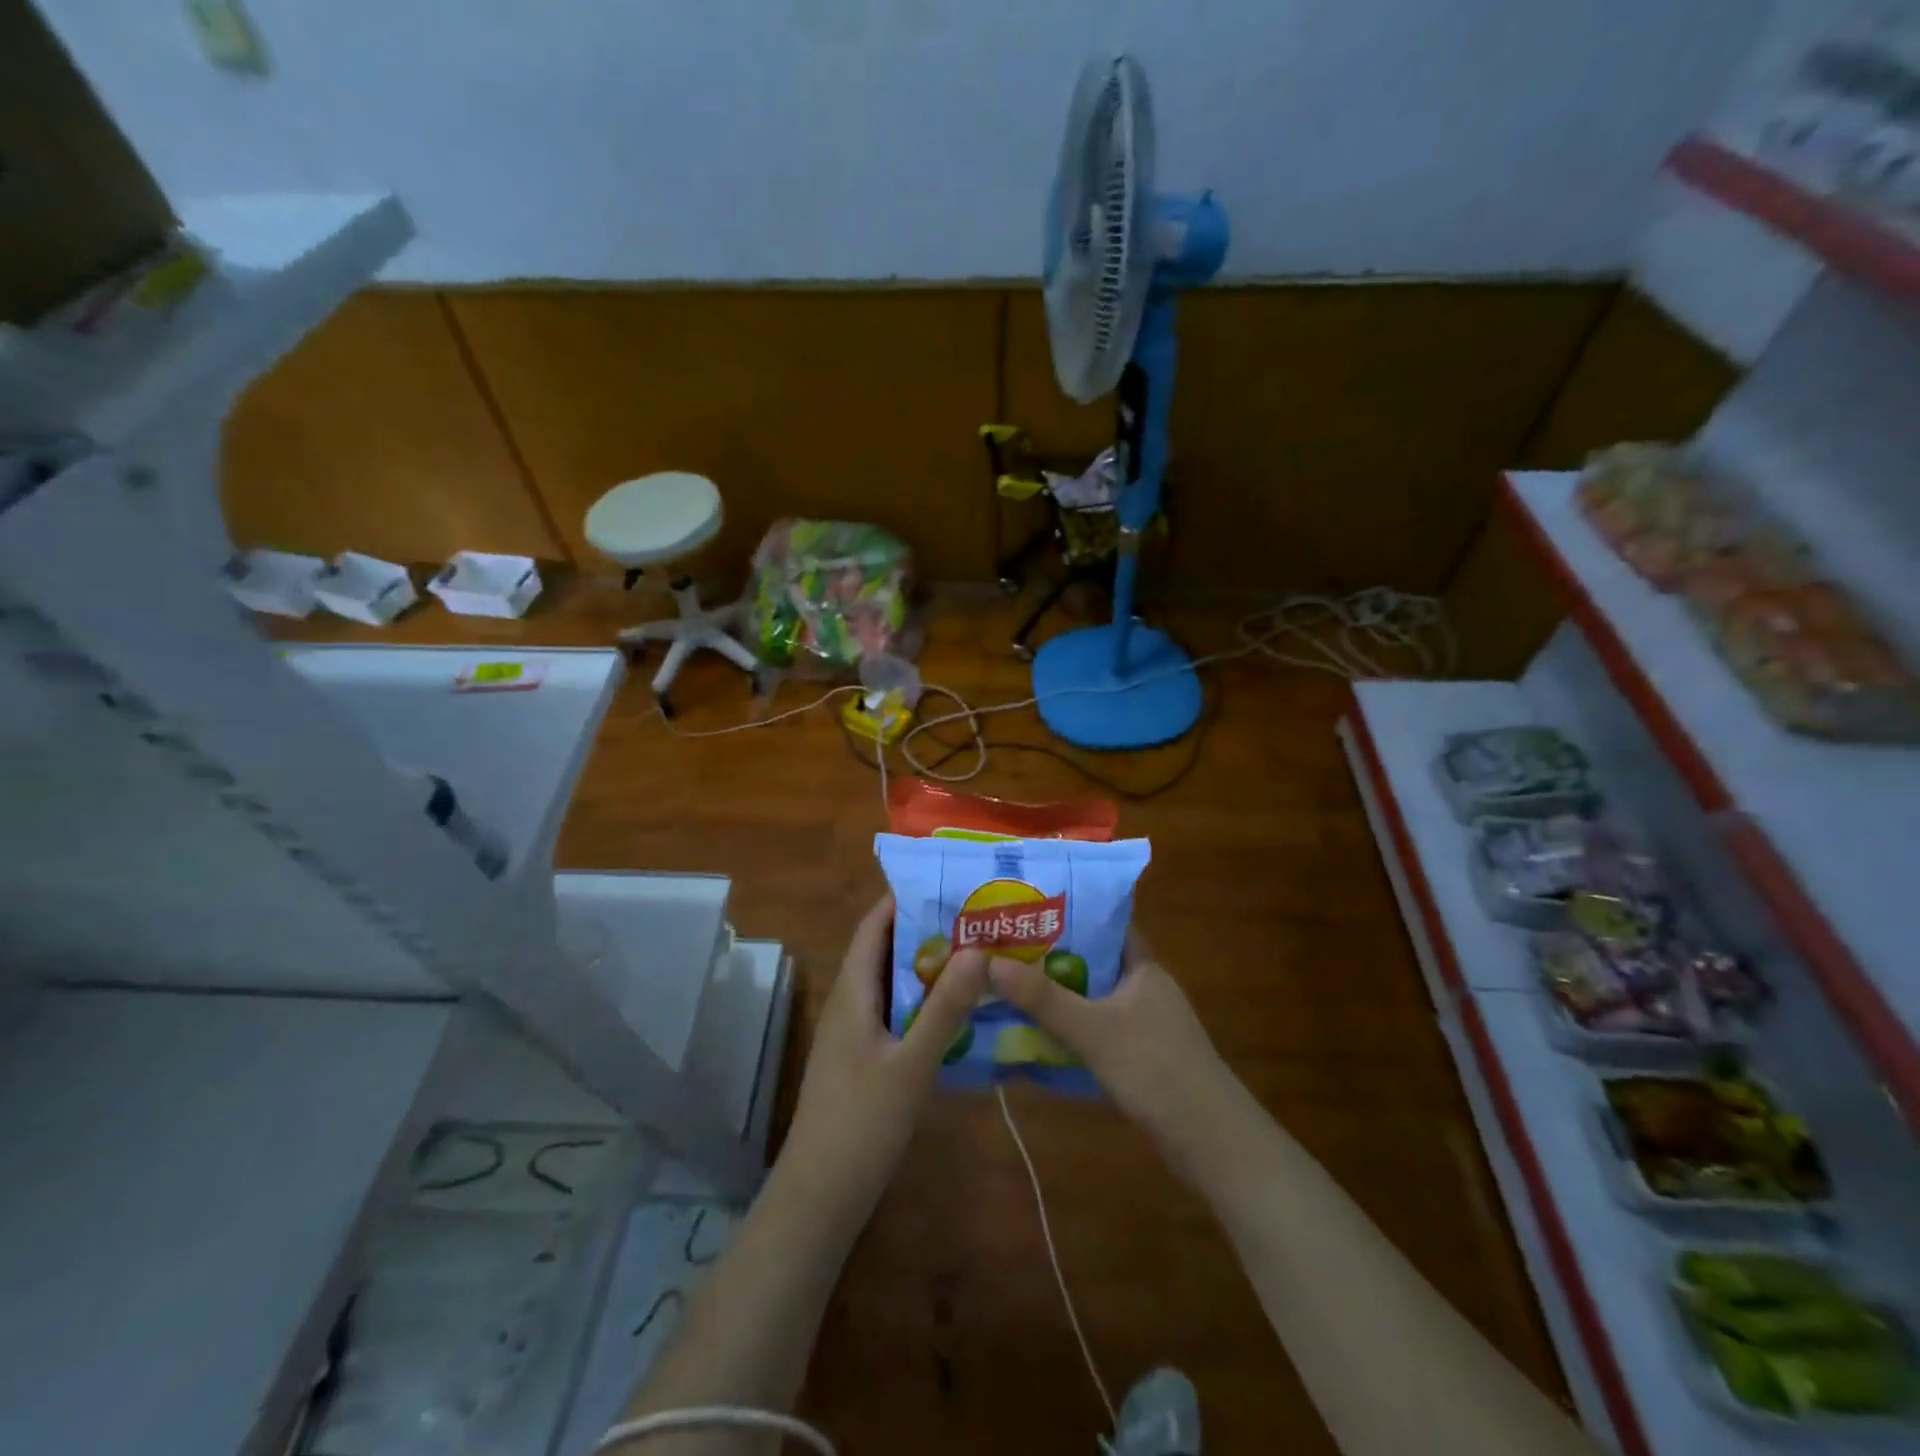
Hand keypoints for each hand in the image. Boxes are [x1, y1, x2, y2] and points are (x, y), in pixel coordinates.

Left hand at [778, 894, 987, 1227]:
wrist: (819, 1198)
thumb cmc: (861, 1125)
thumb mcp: (911, 1065)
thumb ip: (945, 1009)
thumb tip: (979, 950)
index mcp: (852, 993)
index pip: (873, 927)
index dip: (903, 898)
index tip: (947, 882)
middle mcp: (850, 1004)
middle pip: (885, 951)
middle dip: (925, 930)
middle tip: (976, 917)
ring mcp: (855, 1034)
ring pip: (892, 984)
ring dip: (928, 967)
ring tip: (977, 953)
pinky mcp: (865, 1060)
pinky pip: (896, 1013)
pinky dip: (924, 1002)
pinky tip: (959, 1011)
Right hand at [987, 930, 1236, 1175]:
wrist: (1210, 1142)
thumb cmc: (1156, 1068)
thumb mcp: (1094, 1030)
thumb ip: (1044, 998)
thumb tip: (989, 962)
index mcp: (1143, 967)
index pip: (1106, 923)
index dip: (1070, 912)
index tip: (1027, 907)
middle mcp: (1144, 988)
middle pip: (1092, 960)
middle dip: (1051, 955)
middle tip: (1003, 947)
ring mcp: (1143, 1024)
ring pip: (1092, 997)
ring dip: (1057, 994)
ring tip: (1008, 984)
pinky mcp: (1139, 1057)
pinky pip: (1095, 1029)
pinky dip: (1069, 1027)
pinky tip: (1036, 1032)